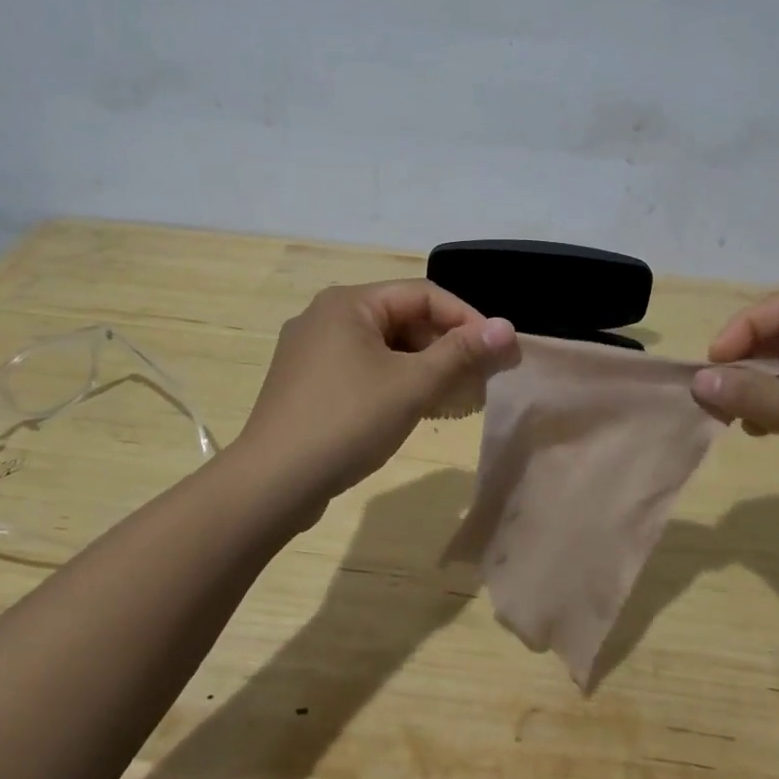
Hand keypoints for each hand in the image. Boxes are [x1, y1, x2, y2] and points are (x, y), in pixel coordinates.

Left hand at [234, 280, 518, 510]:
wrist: (271, 484)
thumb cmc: (346, 422)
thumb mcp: (411, 385)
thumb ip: (460, 353)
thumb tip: (507, 327)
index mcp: (349, 302)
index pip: (423, 295)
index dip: (467, 319)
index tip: (499, 350)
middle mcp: (327, 315)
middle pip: (403, 318)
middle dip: (446, 345)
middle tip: (481, 377)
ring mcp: (312, 350)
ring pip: (384, 346)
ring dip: (424, 366)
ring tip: (456, 396)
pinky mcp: (307, 382)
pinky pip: (363, 368)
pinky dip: (395, 381)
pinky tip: (416, 408)